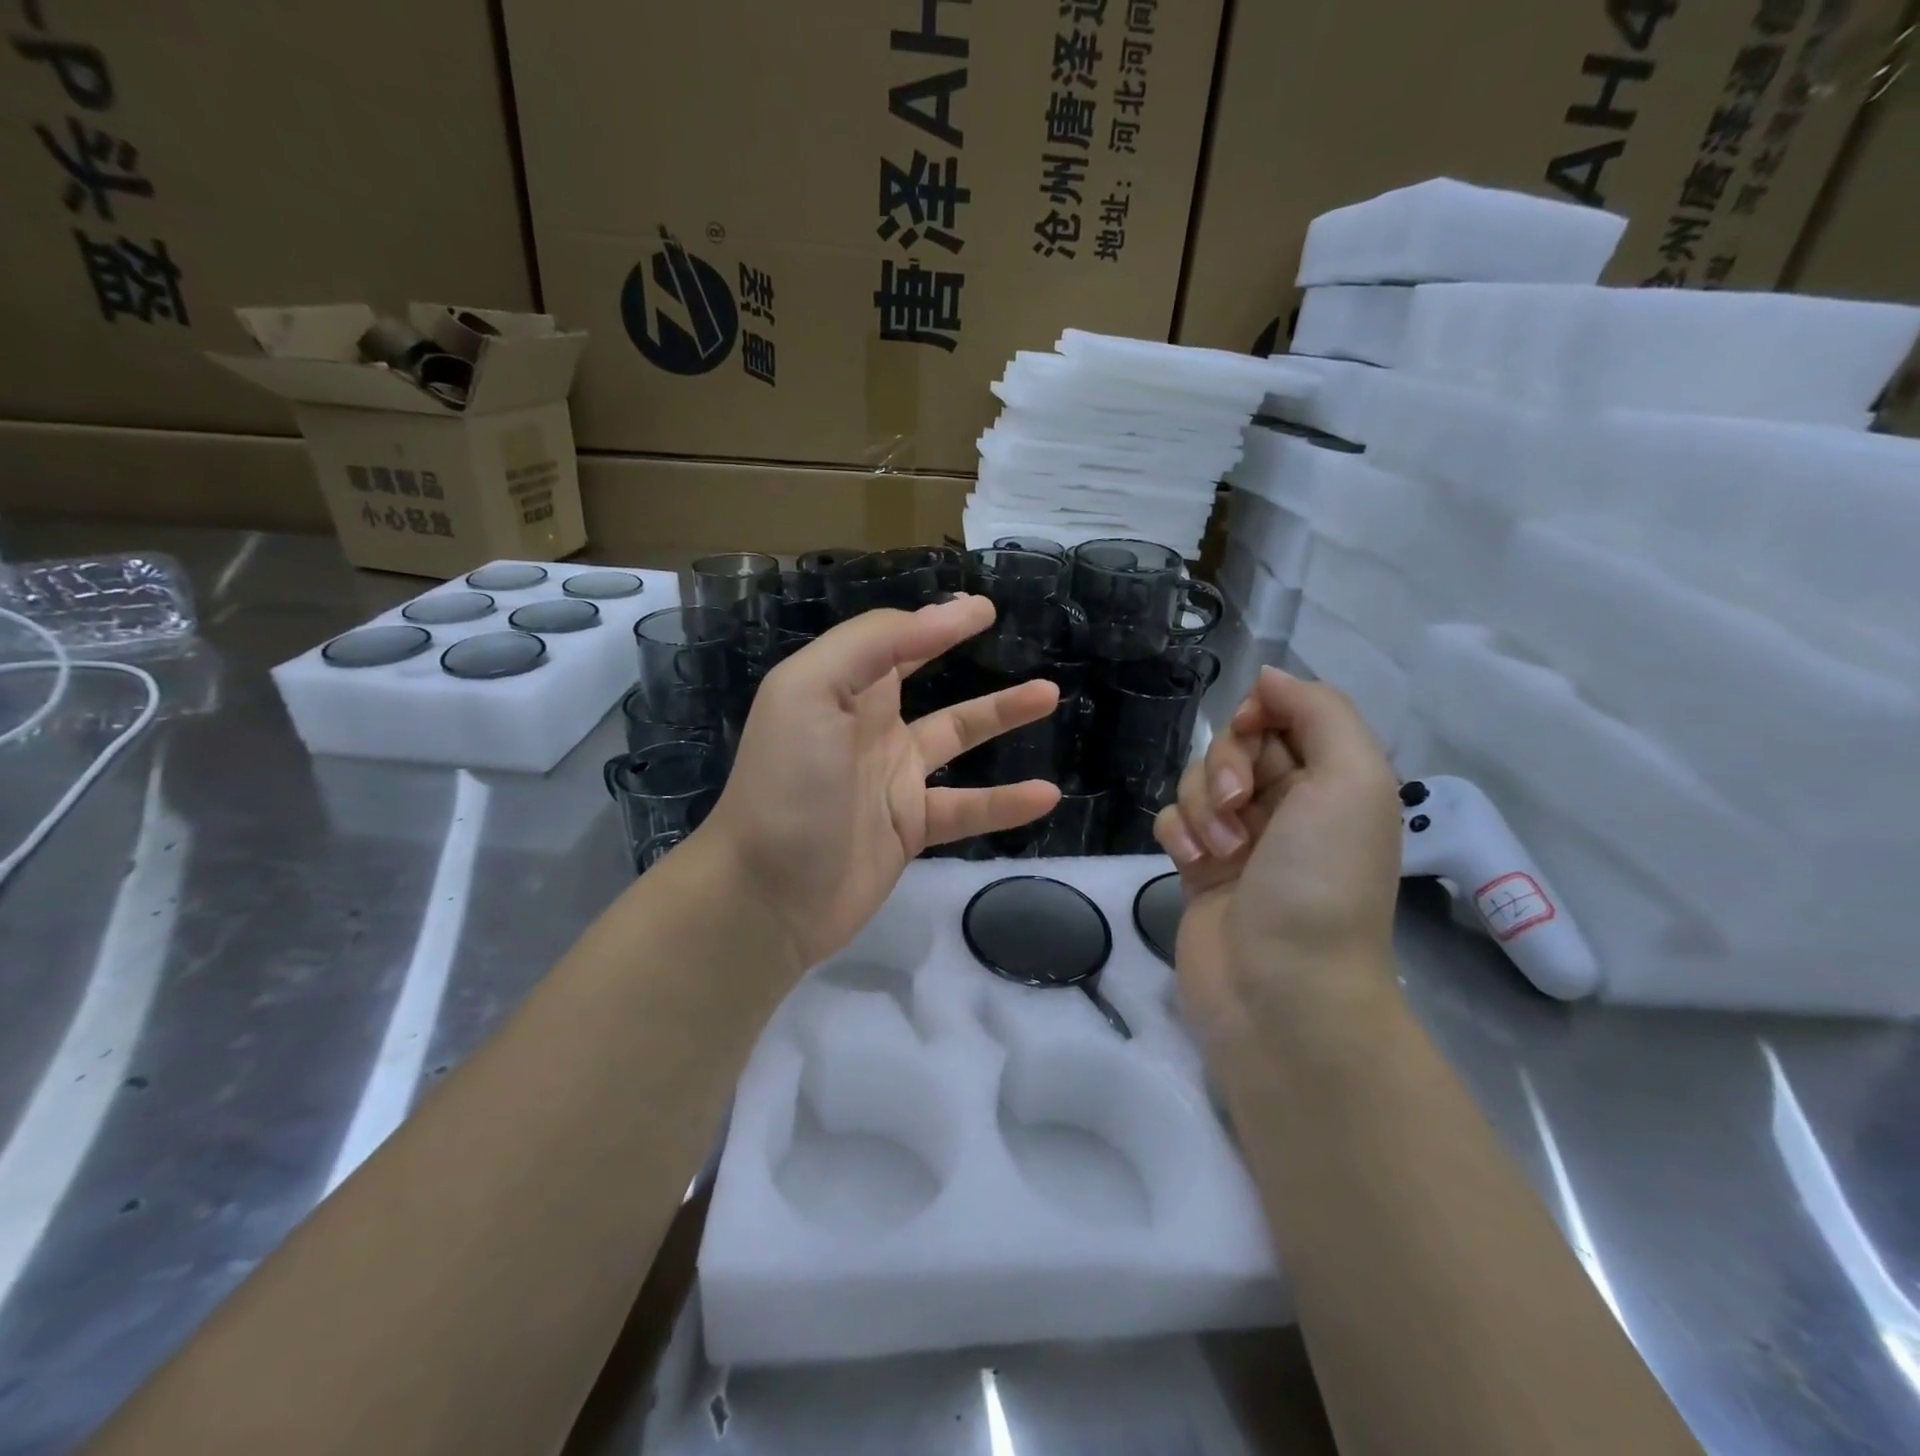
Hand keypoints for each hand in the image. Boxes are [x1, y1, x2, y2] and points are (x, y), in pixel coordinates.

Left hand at [702, 596, 1061, 971]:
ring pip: (958, 738)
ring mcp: (892, 780)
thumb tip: (941, 614)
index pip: (894, 640)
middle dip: (966, 655)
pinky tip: (1046, 795)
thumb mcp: (811, 691)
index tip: (984, 609)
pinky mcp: (910, 828)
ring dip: (1002, 715)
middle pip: (929, 681)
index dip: (936, 620)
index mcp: (841, 689)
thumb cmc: (788, 783)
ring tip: (1051, 696)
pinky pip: (967, 807)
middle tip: (1020, 641)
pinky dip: (1006, 802)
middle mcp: (868, 727)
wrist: (767, 894)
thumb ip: (872, 644)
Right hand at [1153, 666, 1401, 1040]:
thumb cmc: (1322, 878)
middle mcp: (1288, 803)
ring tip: (1221, 850)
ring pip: (1196, 781)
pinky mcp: (1199, 866)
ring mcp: (1240, 837)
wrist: (1281, 986)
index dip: (1258, 716)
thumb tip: (1268, 676)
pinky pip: (1172, 821)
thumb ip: (1319, 711)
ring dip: (1201, 806)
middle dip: (1226, 767)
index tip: (1251, 736)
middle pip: (1233, 745)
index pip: (1283, 714)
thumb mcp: (1352, 779)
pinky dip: (1178, 834)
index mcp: (1332, 780)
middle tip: (1240, 807)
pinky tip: (1192, 864)